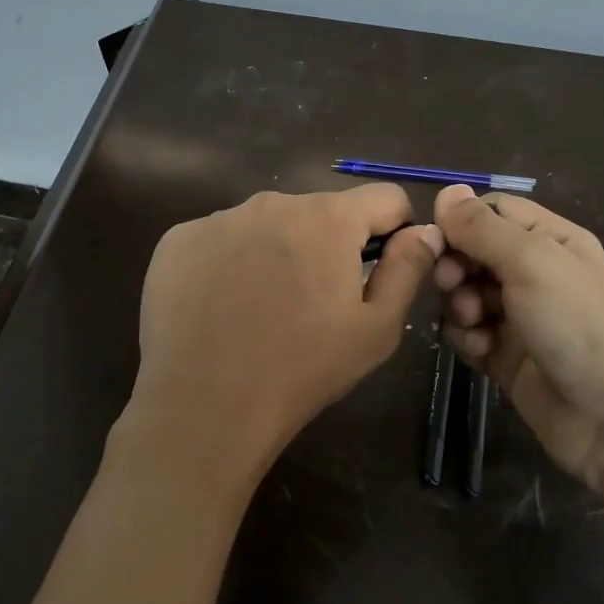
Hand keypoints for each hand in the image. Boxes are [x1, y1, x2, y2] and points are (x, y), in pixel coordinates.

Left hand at [116, 185, 444, 503]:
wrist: (204, 405)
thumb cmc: (302, 369)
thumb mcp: (376, 329)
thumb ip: (408, 269)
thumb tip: (425, 230)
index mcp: (329, 218)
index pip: (384, 198)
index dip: (393, 230)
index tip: (378, 270)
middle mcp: (274, 202)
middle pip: (321, 212)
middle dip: (329, 246)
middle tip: (315, 303)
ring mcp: (219, 218)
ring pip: (269, 224)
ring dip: (278, 252)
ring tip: (264, 308)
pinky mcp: (179, 239)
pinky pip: (221, 239)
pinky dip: (230, 262)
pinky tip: (221, 307)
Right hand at [432, 184, 603, 500]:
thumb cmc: (580, 326)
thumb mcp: (533, 263)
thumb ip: (484, 227)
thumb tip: (447, 189)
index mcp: (551, 240)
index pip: (493, 211)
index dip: (462, 221)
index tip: (440, 240)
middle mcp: (535, 273)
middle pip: (473, 252)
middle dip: (456, 266)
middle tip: (453, 284)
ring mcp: (520, 317)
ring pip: (466, 294)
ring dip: (459, 305)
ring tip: (475, 323)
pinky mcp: (506, 356)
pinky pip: (469, 334)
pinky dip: (467, 339)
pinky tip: (482, 351)